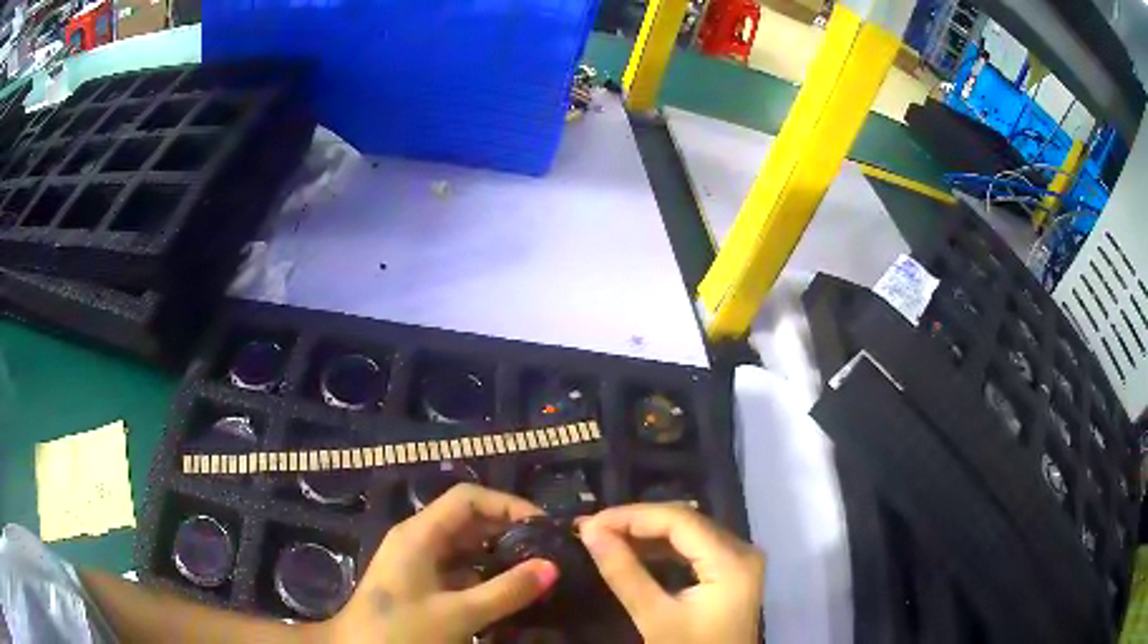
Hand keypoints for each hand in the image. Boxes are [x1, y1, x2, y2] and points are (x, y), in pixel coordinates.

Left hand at [323, 484, 558, 642]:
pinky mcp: (418, 584)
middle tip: (547, 553)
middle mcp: (418, 540)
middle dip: (507, 532)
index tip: (543, 527)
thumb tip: (552, 566)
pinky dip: (483, 577)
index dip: (507, 505)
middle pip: (468, 520)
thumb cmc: (402, 631)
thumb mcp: (459, 614)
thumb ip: (506, 591)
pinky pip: (457, 570)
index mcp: (420, 534)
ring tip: (535, 573)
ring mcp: (416, 563)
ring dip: (498, 557)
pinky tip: (508, 595)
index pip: (468, 498)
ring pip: (464, 548)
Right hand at [579, 504, 764, 643]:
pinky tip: (633, 551)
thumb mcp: (654, 617)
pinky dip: (662, 548)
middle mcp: (743, 550)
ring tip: (605, 536)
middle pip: (686, 521)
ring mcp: (740, 560)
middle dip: (636, 522)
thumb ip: (624, 572)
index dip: (632, 516)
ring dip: (646, 533)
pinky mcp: (731, 572)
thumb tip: (590, 531)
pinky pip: (695, 548)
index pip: (679, 520)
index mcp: (732, 560)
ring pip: (689, 532)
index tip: (589, 522)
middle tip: (592, 528)